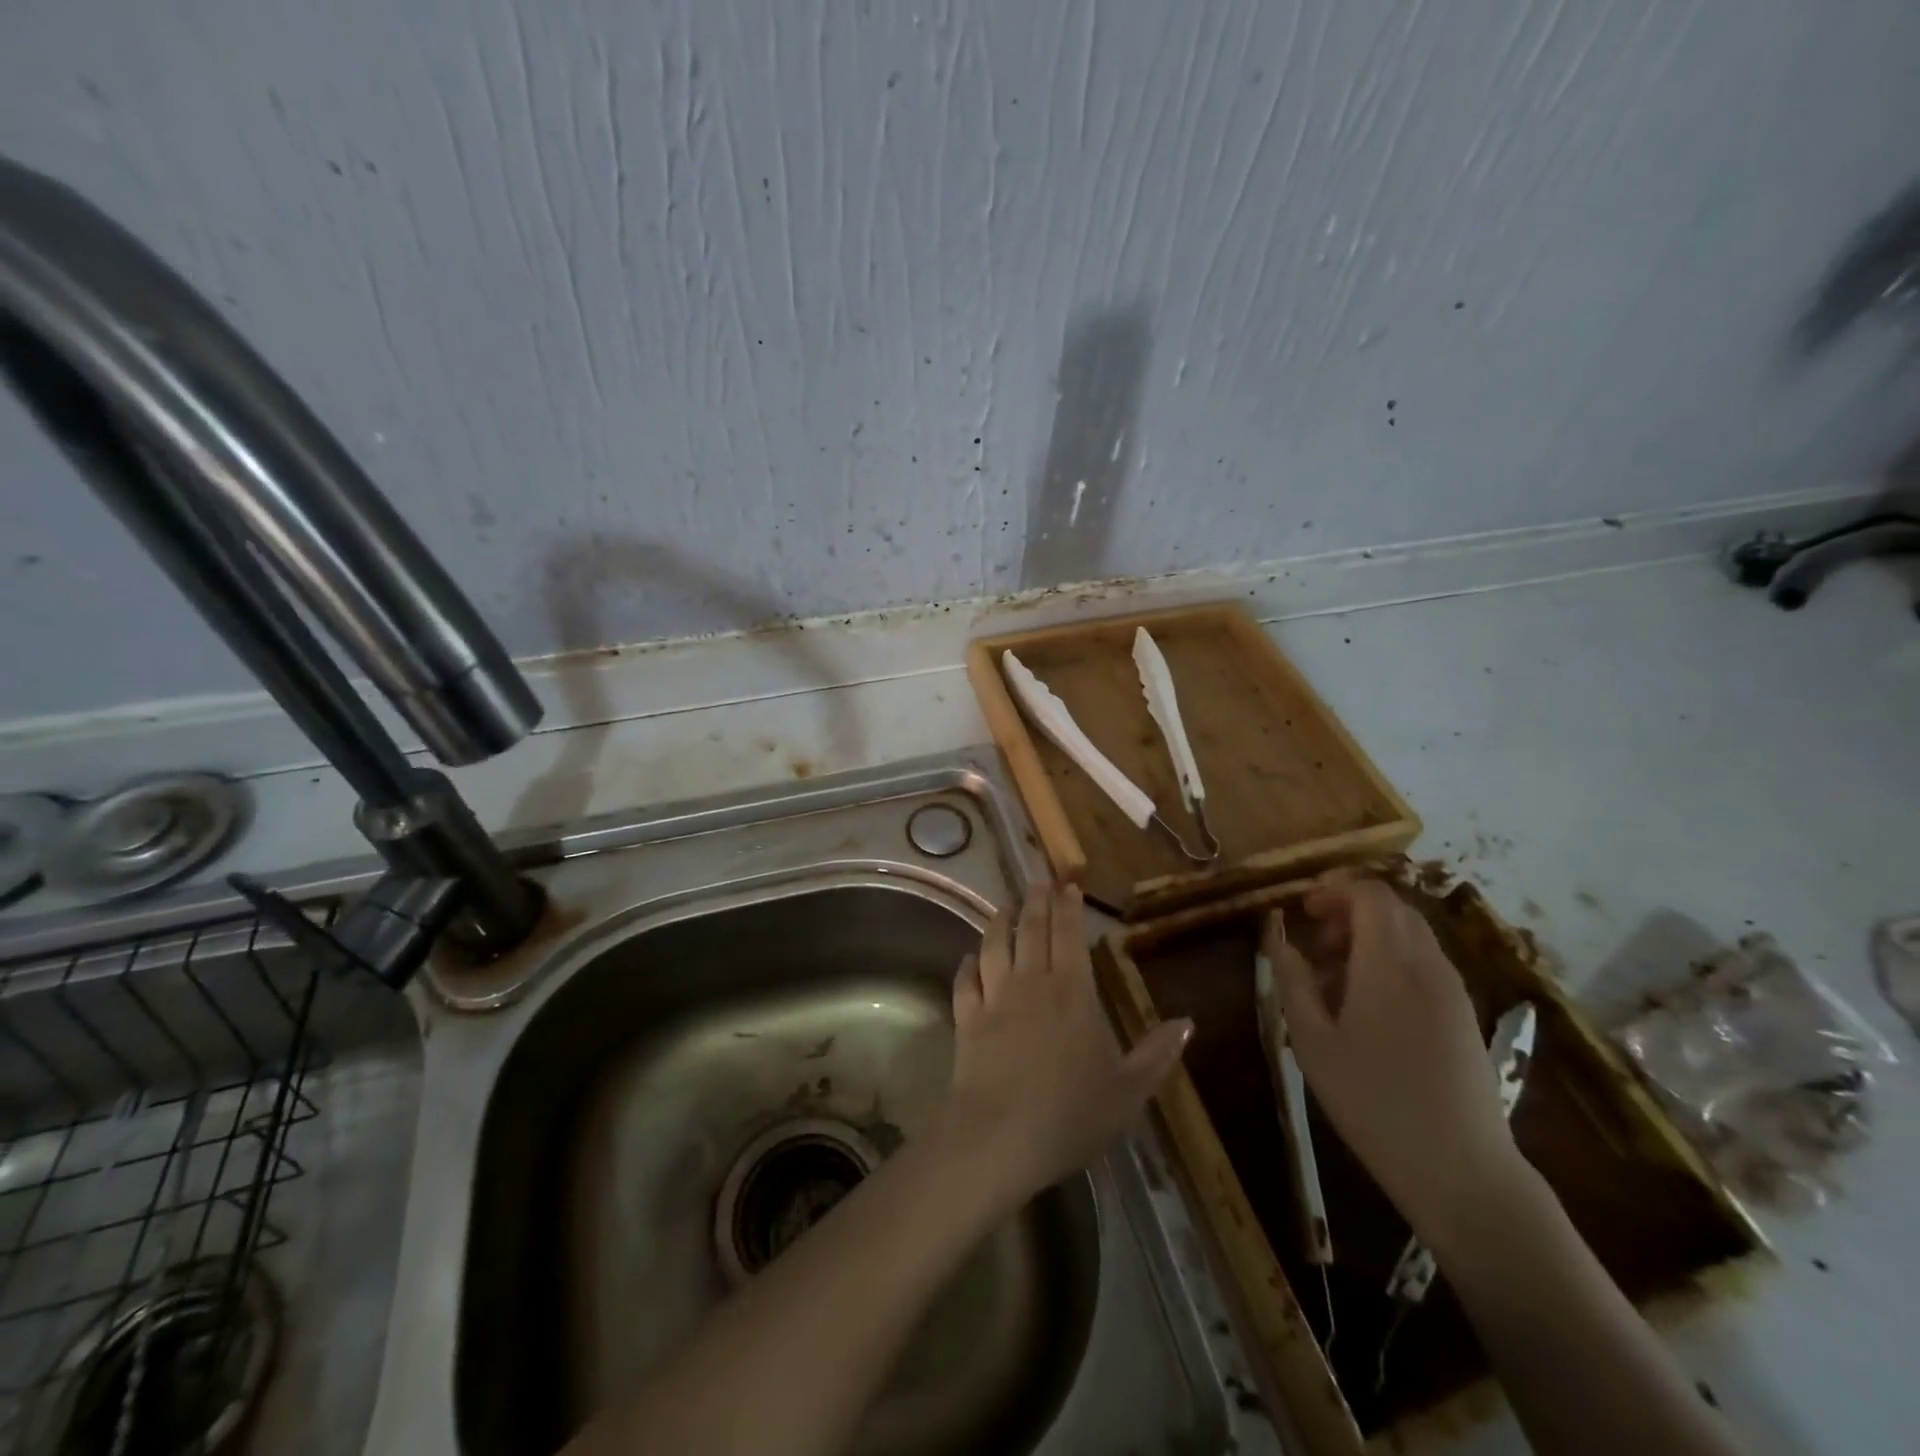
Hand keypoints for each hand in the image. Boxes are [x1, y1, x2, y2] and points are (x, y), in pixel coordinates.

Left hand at [937, 884, 1191, 1210]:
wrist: (999, 1136)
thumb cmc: (1070, 1112)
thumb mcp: (1128, 1091)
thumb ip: (1157, 1054)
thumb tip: (1187, 1022)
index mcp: (1072, 993)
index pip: (1070, 936)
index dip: (1069, 908)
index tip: (1068, 886)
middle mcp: (1031, 983)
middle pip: (1031, 930)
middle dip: (1036, 901)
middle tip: (1037, 879)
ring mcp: (994, 999)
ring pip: (994, 946)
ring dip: (1000, 923)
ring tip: (1005, 907)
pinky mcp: (966, 1019)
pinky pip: (965, 982)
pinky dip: (967, 965)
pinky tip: (969, 959)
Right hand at [1264, 878, 1521, 1244]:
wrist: (1462, 1172)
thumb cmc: (1373, 1102)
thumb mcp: (1312, 1041)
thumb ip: (1291, 979)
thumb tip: (1277, 933)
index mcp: (1389, 965)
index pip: (1370, 894)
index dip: (1334, 889)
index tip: (1303, 909)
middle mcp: (1427, 965)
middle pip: (1393, 908)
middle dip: (1349, 911)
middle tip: (1315, 943)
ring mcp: (1452, 990)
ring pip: (1410, 935)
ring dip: (1370, 937)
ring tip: (1335, 979)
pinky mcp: (1464, 1014)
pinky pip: (1424, 963)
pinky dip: (1391, 961)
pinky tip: (1367, 1006)